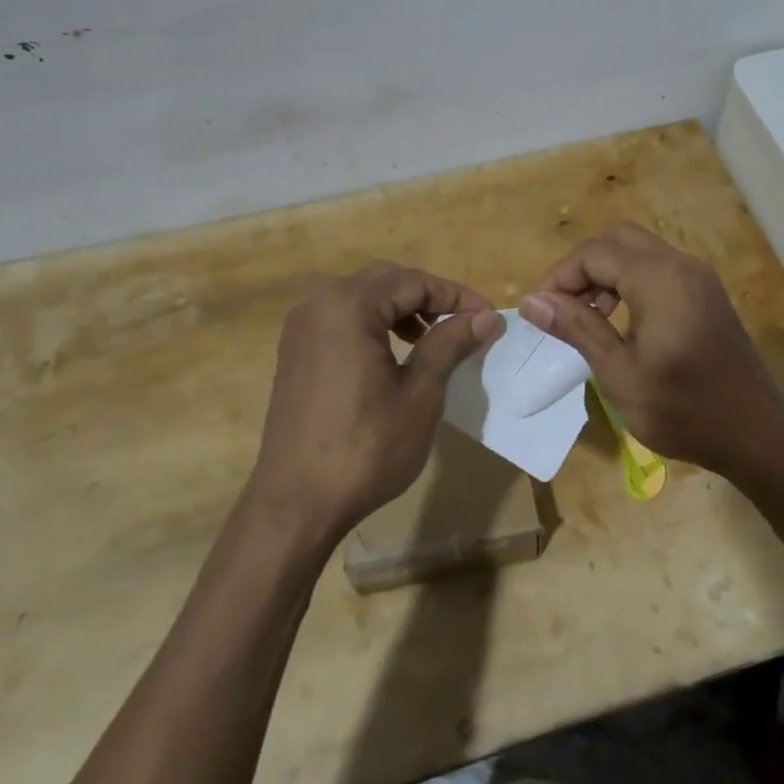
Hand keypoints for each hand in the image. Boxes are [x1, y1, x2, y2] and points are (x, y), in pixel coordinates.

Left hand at [250, 262, 503, 538]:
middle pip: (385, 281)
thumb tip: (486, 317)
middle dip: (427, 297)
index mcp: (349, 307)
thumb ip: (450, 345)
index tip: (489, 317)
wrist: (296, 503)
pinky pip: (341, 318)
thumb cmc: (365, 448)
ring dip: (400, 309)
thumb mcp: (420, 395)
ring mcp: (301, 328)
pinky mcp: (295, 352)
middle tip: (462, 324)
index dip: (456, 296)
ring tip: (432, 338)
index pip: (414, 282)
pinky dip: (373, 324)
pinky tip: (393, 354)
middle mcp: (319, 305)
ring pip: (362, 297)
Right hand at [520, 223, 783, 478]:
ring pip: (638, 251)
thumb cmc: (683, 410)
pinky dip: (630, 281)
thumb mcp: (619, 373)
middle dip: (581, 267)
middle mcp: (681, 264)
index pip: (593, 253)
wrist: (756, 435)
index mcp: (659, 279)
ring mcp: (698, 277)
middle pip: (617, 240)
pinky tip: (620, 320)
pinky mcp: (706, 293)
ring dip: (605, 273)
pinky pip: (658, 268)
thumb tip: (532, 302)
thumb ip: (576, 328)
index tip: (539, 312)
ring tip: (585, 316)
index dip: (559, 277)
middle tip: (561, 307)